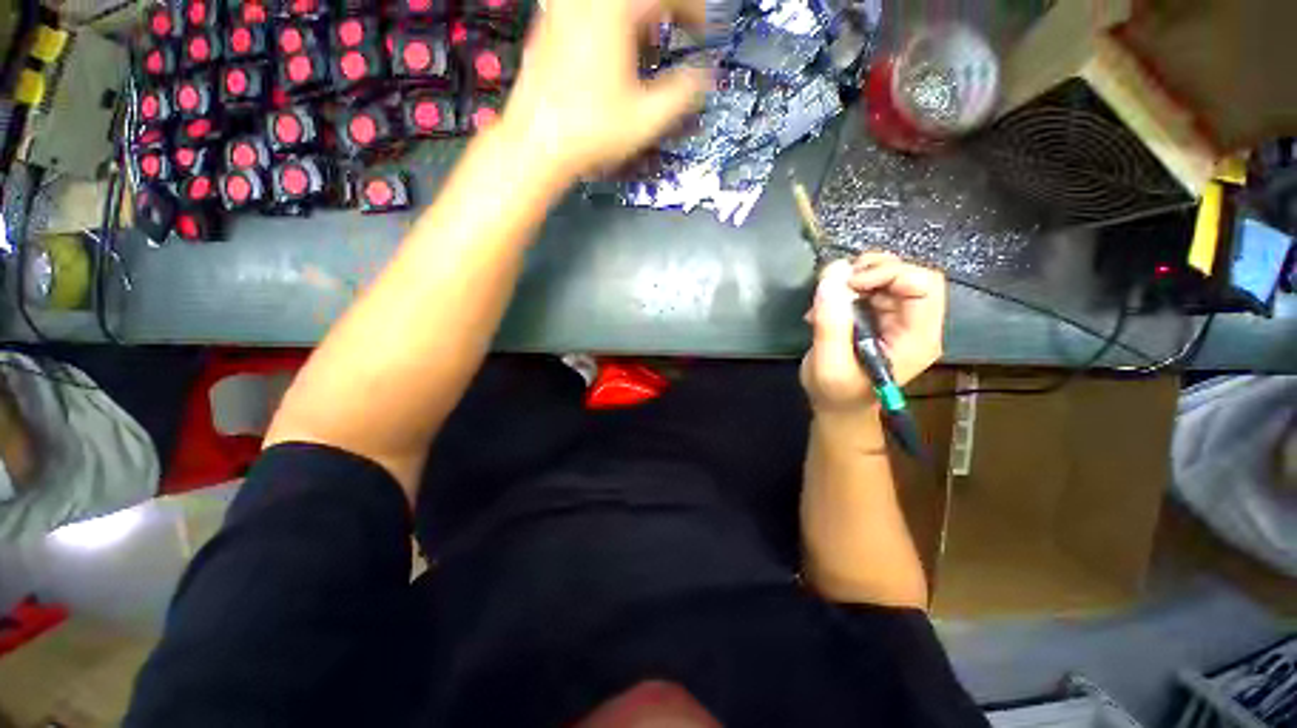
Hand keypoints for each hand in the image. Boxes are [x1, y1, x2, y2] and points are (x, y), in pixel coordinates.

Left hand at [499, 0, 709, 177]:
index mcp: (614, 11)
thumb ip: (684, 93)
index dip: (694, 12)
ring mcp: (564, 9)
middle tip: (680, 32)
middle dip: (667, 12)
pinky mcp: (551, 24)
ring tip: (651, 42)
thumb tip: (705, 77)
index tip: (704, 34)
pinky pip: (591, 9)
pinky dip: (614, 20)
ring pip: (614, 4)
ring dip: (640, 17)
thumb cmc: (589, 133)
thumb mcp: (647, 119)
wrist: (536, 143)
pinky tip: (618, 48)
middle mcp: (586, 1)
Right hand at [801, 253, 946, 415]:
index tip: (849, 284)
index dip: (889, 274)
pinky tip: (826, 306)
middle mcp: (915, 324)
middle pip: (908, 275)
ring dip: (854, 278)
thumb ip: (831, 323)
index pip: (923, 286)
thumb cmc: (836, 394)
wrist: (837, 408)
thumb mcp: (828, 364)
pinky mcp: (880, 317)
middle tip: (836, 283)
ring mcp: (898, 319)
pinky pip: (870, 287)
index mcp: (917, 339)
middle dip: (870, 271)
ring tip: (826, 298)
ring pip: (889, 276)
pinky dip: (846, 288)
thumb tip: (833, 275)